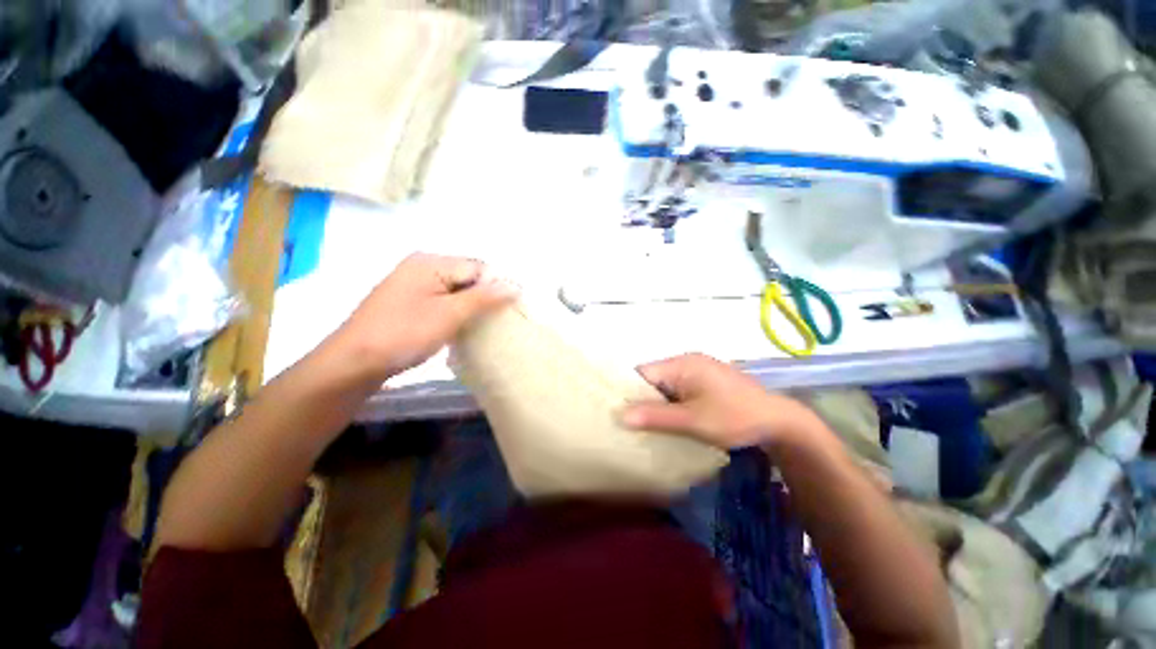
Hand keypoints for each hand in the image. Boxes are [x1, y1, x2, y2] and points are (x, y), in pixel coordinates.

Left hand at [333, 253, 517, 379]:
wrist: (353, 363)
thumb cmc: (404, 334)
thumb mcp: (450, 315)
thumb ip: (484, 298)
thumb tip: (515, 285)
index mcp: (430, 262)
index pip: (478, 267)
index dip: (496, 286)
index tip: (510, 310)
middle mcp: (422, 266)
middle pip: (467, 276)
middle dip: (485, 296)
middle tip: (497, 319)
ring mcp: (413, 283)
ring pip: (457, 289)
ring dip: (472, 305)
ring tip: (483, 325)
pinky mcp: (409, 300)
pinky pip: (443, 299)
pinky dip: (457, 310)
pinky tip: (462, 325)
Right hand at [621, 353, 816, 449]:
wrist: (779, 422)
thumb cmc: (734, 417)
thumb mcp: (693, 420)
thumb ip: (656, 417)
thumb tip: (621, 415)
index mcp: (682, 364)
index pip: (643, 372)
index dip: (627, 390)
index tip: (615, 410)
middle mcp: (686, 362)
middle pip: (652, 378)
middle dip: (641, 398)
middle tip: (628, 421)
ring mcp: (697, 371)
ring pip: (665, 385)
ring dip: (656, 402)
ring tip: (643, 423)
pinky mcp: (705, 382)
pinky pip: (678, 389)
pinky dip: (670, 403)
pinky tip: (667, 419)